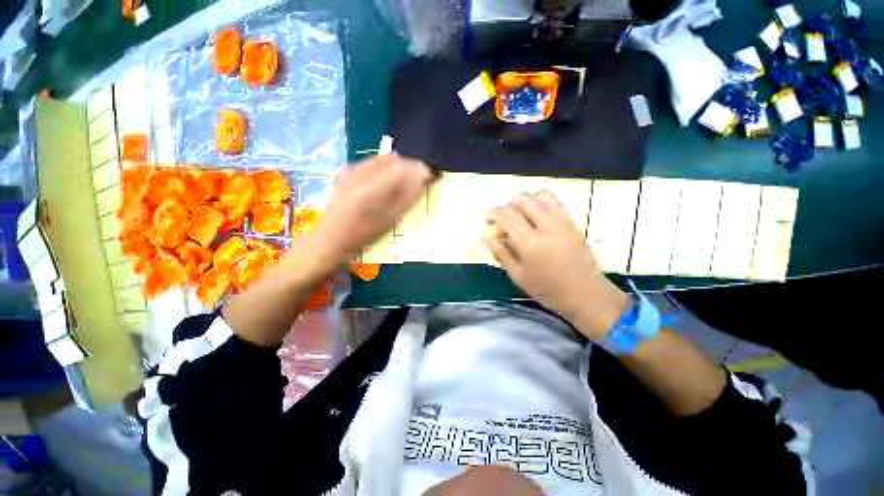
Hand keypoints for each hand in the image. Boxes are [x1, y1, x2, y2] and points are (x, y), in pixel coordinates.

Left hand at [311, 155, 434, 262]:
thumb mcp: (391, 220)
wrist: (332, 238)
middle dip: (410, 166)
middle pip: (393, 159)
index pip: (403, 167)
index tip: (430, 177)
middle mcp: (362, 173)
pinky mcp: (347, 172)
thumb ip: (408, 197)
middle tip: (419, 179)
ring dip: (398, 166)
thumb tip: (424, 178)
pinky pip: (372, 162)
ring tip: (405, 181)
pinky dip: (385, 168)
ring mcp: (352, 170)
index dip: (419, 169)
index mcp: (373, 189)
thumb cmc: (364, 235)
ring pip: (383, 158)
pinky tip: (387, 181)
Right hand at [484, 191, 627, 340]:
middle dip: (507, 205)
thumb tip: (484, 236)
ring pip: (539, 196)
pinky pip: (554, 201)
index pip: (507, 216)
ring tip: (519, 214)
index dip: (493, 213)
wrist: (585, 294)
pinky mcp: (572, 222)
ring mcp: (562, 222)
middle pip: (522, 200)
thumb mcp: (518, 275)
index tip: (487, 218)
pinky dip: (540, 201)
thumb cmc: (547, 289)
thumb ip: (500, 253)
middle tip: (503, 218)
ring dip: (524, 200)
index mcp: (530, 243)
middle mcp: (546, 227)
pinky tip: (536, 214)